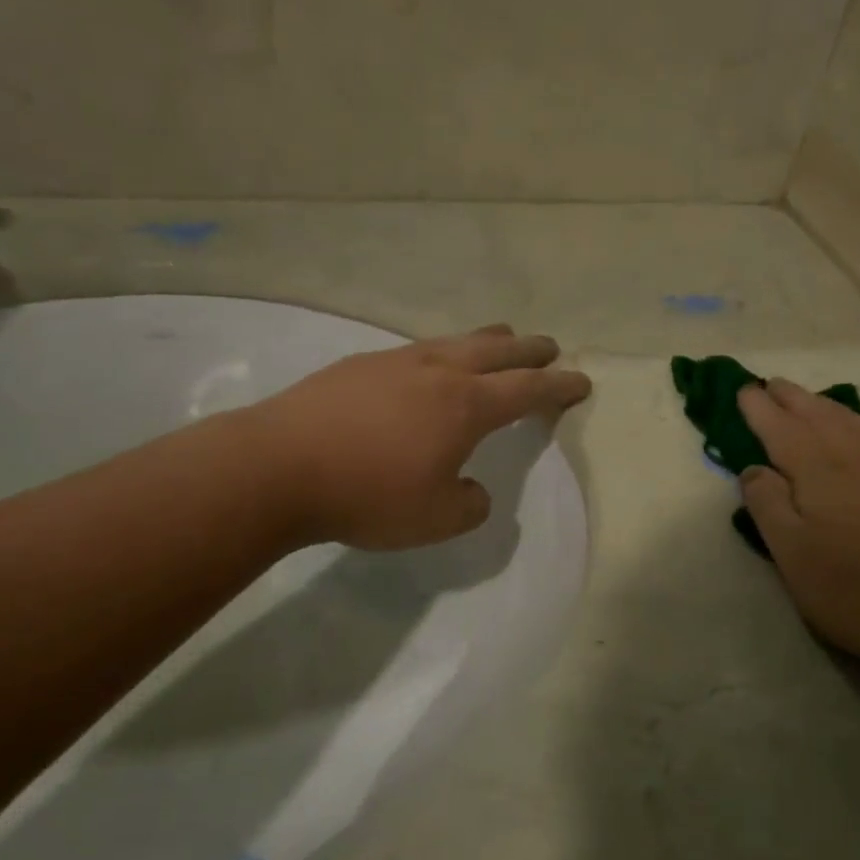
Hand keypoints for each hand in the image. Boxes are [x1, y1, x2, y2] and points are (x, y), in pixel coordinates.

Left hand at [246, 325, 590, 550]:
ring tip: (500, 340)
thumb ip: (469, 505)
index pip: (528, 389)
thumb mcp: (435, 519)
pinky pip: (418, 350)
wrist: (278, 466)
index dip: (559, 386)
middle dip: (530, 350)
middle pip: (498, 350)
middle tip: (550, 347)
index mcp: (466, 405)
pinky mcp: (360, 364)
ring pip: (456, 341)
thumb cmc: (367, 494)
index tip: (581, 380)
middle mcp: (439, 372)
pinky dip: (442, 352)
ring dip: (487, 341)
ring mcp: (397, 361)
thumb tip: (473, 490)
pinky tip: (430, 365)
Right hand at [737, 379, 859, 690]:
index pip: (780, 427)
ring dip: (826, 406)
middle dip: (791, 399)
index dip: (759, 408)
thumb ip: (769, 507)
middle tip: (772, 385)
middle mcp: (858, 455)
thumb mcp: (795, 558)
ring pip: (854, 421)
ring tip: (810, 400)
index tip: (744, 390)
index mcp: (818, 470)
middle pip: (818, 416)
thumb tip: (754, 467)